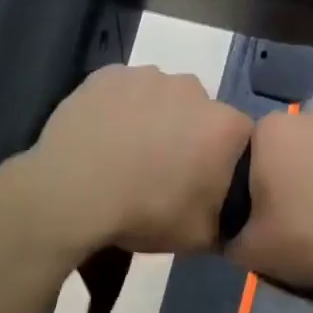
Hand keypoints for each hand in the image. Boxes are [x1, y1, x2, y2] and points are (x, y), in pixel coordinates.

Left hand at [24, 65, 251, 254]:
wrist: (72, 193)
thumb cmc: (145, 213)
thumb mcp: (200, 237)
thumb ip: (226, 221)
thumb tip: (229, 217)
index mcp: (224, 126)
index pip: (239, 140)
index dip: (222, 163)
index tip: (202, 184)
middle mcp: (193, 89)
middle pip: (200, 113)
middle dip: (188, 135)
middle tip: (162, 170)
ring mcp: (147, 76)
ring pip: (160, 97)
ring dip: (153, 118)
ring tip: (127, 153)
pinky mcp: (107, 74)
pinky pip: (123, 91)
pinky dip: (119, 109)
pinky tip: (103, 136)